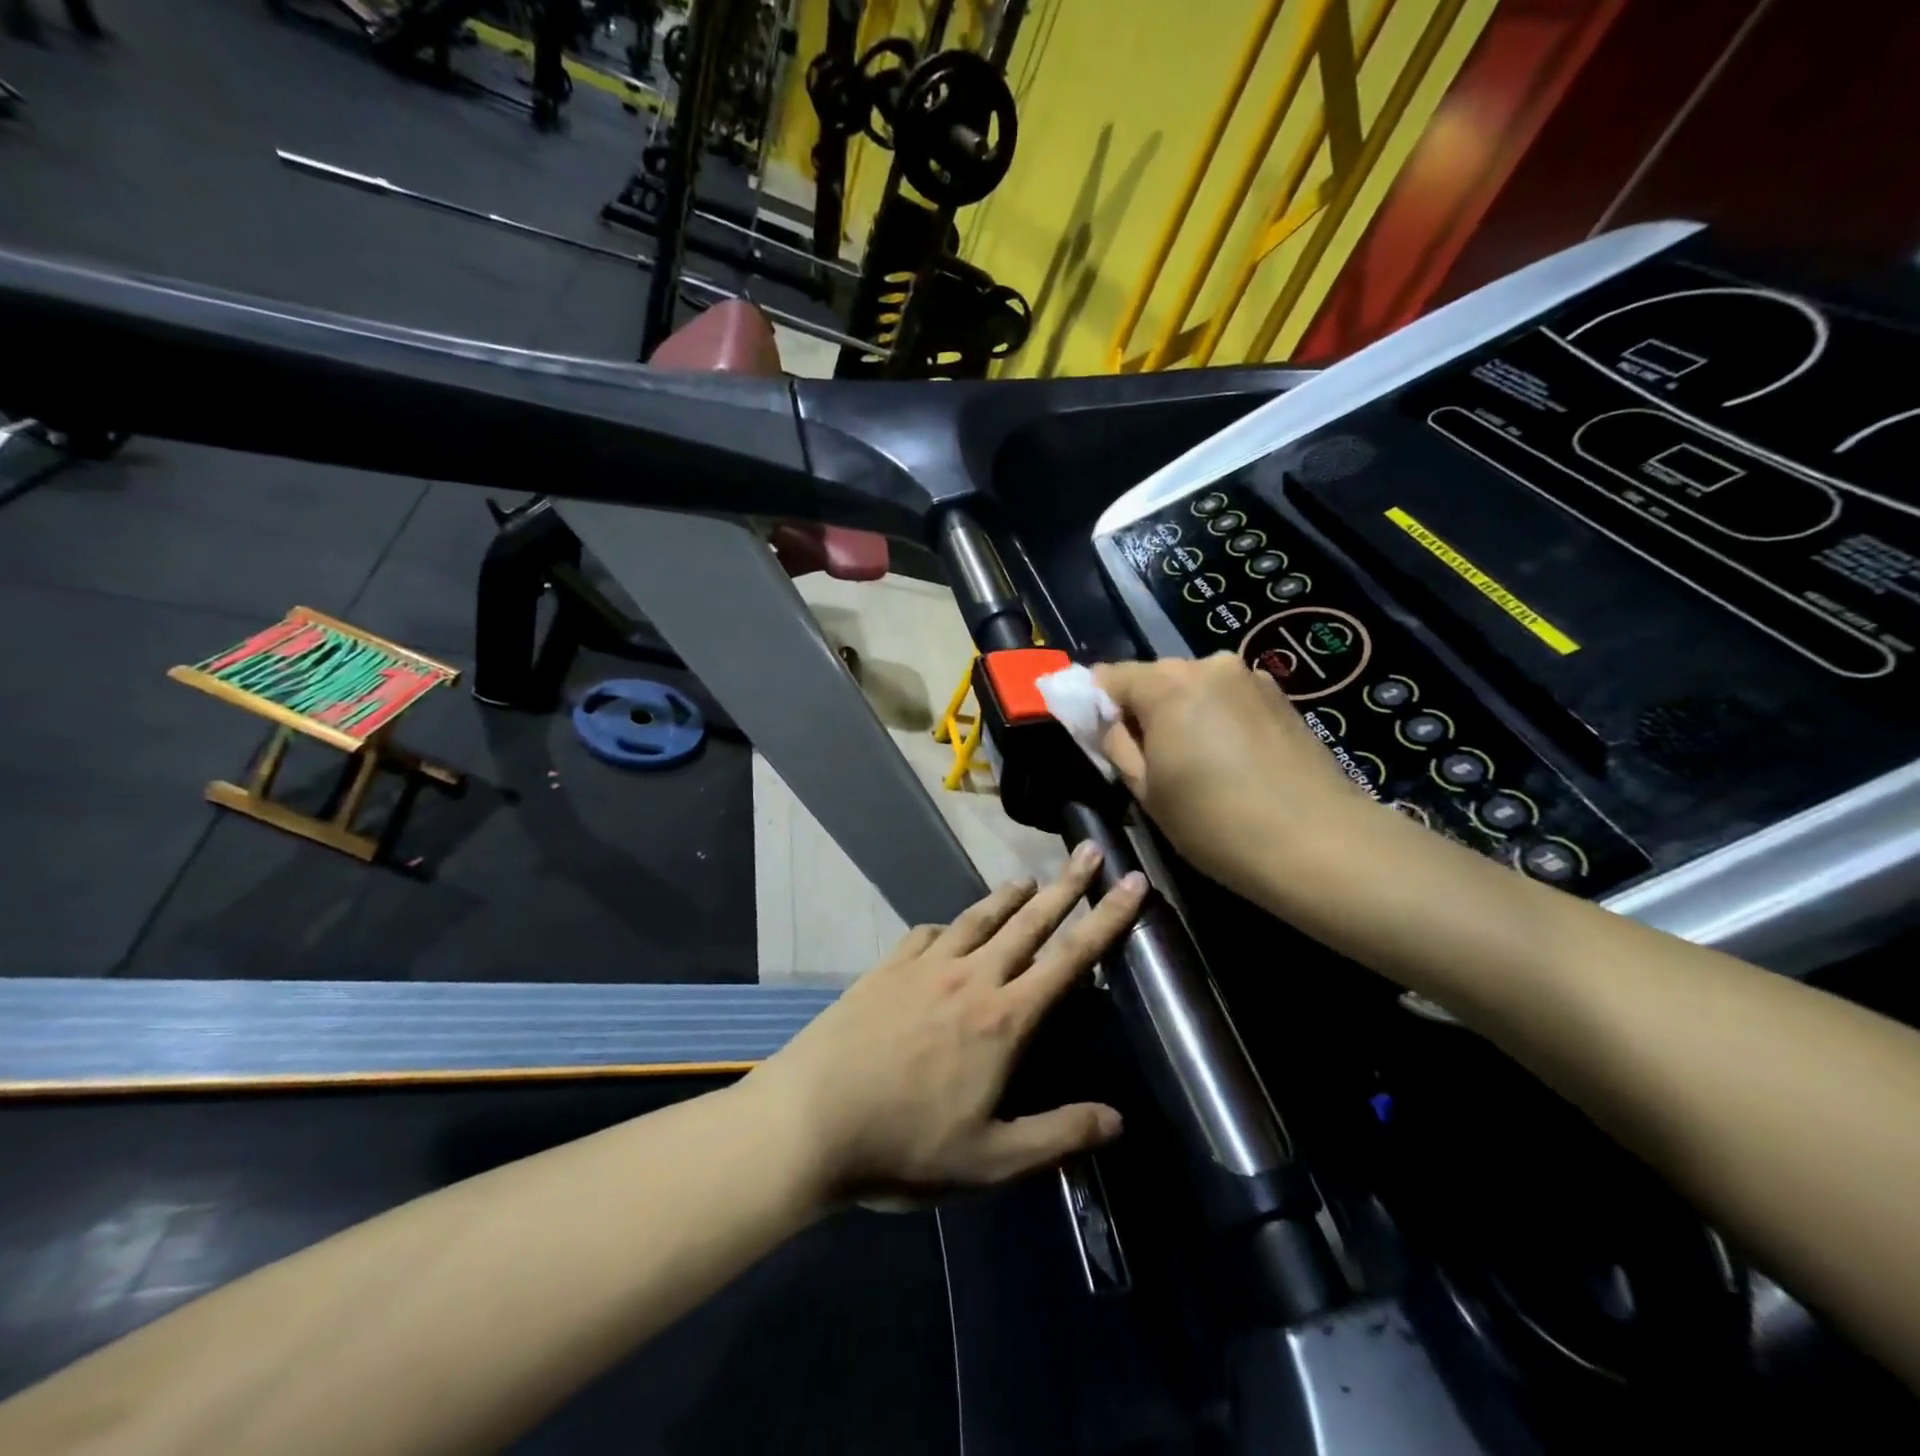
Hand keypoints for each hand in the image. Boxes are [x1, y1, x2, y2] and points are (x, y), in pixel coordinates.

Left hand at [747, 844, 1147, 1206]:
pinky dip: (950, 925)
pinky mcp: (887, 968)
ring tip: (1030, 879)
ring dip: (1009, 897)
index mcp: (1004, 1019)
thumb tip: (1119, 1119)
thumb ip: (1058, 1135)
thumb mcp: (990, 1160)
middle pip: (1029, 922)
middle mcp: (970, 977)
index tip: (1132, 883)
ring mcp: (924, 966)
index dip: (1108, 919)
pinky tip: (950, 928)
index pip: (1070, 958)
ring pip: (978, 918)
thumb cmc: (905, 1146)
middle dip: (1067, 886)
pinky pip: (927, 933)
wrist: (811, 1119)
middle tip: (1090, 851)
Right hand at [1093, 653, 1373, 897]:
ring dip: (1181, 715)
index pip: (1109, 676)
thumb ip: (1115, 744)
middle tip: (1146, 760)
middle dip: (1141, 710)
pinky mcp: (1281, 697)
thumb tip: (1104, 720)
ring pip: (1193, 689)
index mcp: (1167, 684)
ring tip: (1195, 765)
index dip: (1093, 704)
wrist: (1320, 845)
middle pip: (1154, 678)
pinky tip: (1230, 762)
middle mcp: (1208, 666)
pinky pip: (1227, 700)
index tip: (1094, 737)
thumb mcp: (1146, 791)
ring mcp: (1251, 678)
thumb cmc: (1216, 823)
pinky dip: (1215, 720)